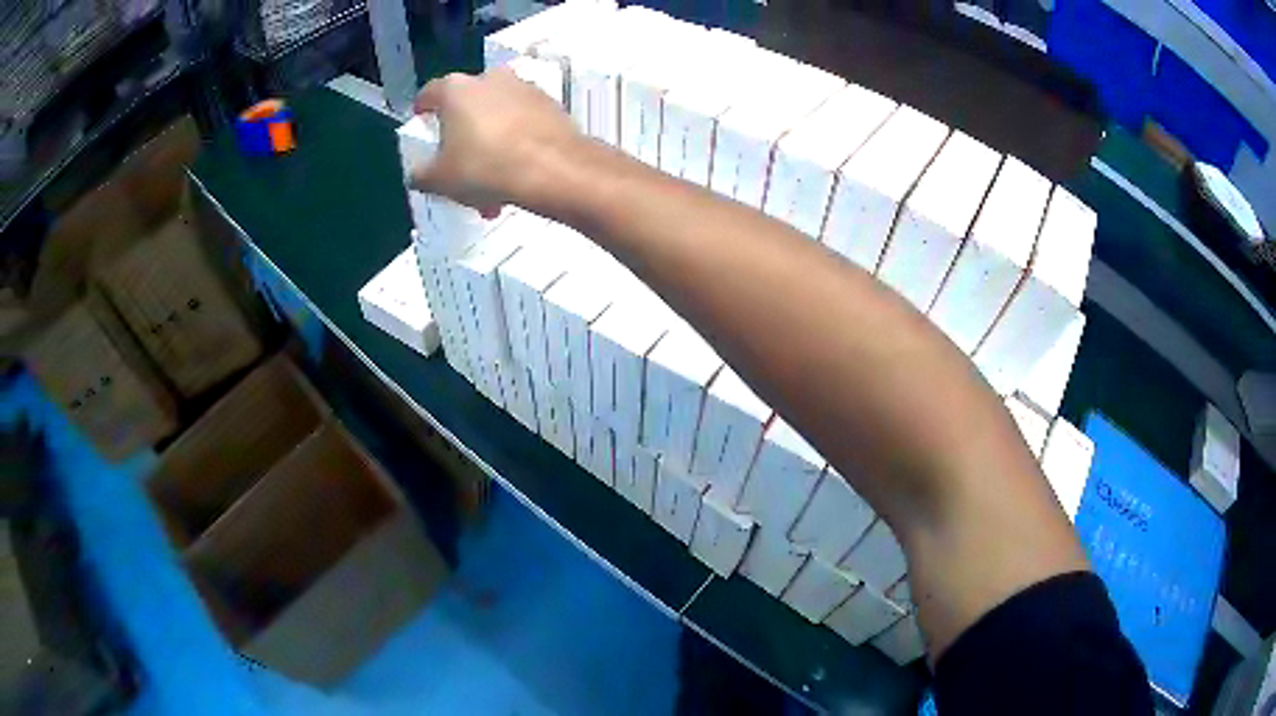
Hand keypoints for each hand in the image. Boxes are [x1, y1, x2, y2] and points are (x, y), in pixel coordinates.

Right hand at [410, 67, 581, 216]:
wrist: (556, 169)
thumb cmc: (485, 168)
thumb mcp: (440, 180)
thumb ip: (420, 174)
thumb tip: (418, 173)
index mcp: (456, 89)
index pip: (430, 93)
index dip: (422, 110)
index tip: (422, 123)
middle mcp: (490, 79)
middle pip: (466, 107)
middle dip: (461, 140)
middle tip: (460, 170)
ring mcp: (524, 88)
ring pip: (496, 118)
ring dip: (490, 146)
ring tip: (491, 187)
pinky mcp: (550, 104)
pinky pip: (522, 123)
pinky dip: (515, 145)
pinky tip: (516, 176)